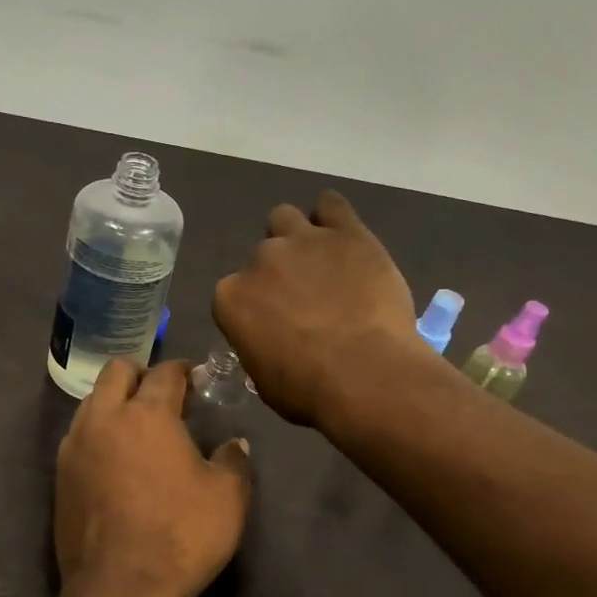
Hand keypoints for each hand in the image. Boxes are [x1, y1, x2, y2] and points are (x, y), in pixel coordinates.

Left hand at [54, 358, 251, 596]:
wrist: (118, 590)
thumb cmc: (180, 536)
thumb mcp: (228, 498)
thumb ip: (234, 461)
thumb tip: (234, 444)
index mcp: (145, 415)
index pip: (164, 373)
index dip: (184, 371)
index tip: (197, 380)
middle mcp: (103, 419)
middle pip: (116, 371)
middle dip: (141, 374)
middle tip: (166, 398)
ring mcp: (74, 447)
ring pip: (92, 402)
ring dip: (116, 403)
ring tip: (140, 431)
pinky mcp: (60, 476)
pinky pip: (79, 436)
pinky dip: (99, 434)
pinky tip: (117, 462)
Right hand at [213, 190, 423, 427]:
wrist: (365, 376)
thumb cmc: (308, 391)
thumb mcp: (263, 380)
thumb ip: (258, 346)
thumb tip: (270, 342)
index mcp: (230, 298)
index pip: (234, 292)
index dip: (255, 307)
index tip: (273, 324)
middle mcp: (260, 261)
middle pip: (261, 255)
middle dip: (278, 273)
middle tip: (303, 298)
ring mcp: (302, 241)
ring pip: (285, 218)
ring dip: (296, 236)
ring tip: (320, 261)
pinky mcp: (346, 232)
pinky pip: (331, 205)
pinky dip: (331, 215)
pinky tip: (341, 235)